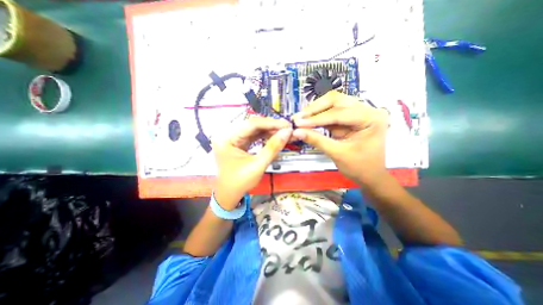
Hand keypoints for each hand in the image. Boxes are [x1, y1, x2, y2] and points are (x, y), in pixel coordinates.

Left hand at [213, 117, 292, 209]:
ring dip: (270, 130)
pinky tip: (275, 136)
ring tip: (284, 132)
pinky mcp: (239, 142)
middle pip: (253, 125)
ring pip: (254, 129)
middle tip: (287, 128)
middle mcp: (228, 134)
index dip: (271, 123)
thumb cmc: (240, 182)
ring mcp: (233, 138)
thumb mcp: (258, 165)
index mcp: (227, 138)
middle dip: (271, 126)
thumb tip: (287, 132)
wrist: (230, 193)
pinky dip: (265, 136)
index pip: (251, 124)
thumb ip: (273, 147)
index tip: (287, 125)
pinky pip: (254, 135)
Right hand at [293, 91, 389, 187]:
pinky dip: (318, 116)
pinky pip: (332, 112)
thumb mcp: (337, 154)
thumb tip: (296, 132)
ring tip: (300, 118)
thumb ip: (317, 140)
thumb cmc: (359, 167)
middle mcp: (367, 110)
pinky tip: (308, 121)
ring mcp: (358, 112)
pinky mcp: (350, 117)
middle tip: (298, 117)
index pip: (339, 114)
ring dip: (315, 110)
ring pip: (333, 103)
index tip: (298, 123)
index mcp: (370, 118)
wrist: (370, 175)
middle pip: (336, 100)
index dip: (316, 118)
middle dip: (315, 109)